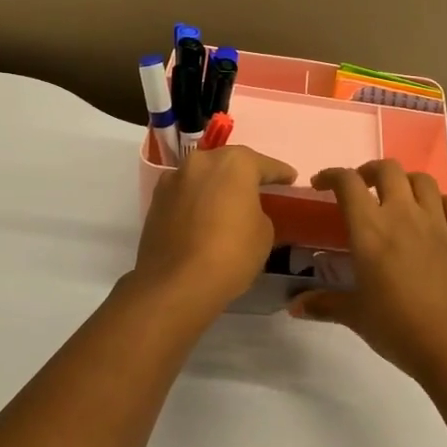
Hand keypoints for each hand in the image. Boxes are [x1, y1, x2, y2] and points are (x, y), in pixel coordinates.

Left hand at [131, 146, 296, 322]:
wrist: (177, 284)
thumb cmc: (232, 253)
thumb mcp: (264, 233)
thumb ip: (258, 212)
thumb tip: (244, 212)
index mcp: (234, 163)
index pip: (264, 164)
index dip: (280, 173)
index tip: (290, 178)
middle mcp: (201, 162)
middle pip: (228, 163)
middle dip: (243, 174)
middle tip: (258, 187)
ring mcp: (174, 180)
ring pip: (203, 177)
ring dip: (216, 186)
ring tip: (228, 202)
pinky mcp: (156, 201)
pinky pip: (186, 194)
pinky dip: (197, 201)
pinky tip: (205, 216)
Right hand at [289, 161, 446, 387]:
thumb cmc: (398, 328)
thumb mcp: (356, 316)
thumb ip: (324, 304)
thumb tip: (294, 306)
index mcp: (371, 231)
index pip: (348, 184)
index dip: (332, 175)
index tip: (322, 184)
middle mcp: (404, 216)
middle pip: (387, 169)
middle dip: (370, 171)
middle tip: (362, 188)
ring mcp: (439, 223)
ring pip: (422, 180)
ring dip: (405, 181)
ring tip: (398, 198)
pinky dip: (439, 202)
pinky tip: (433, 216)